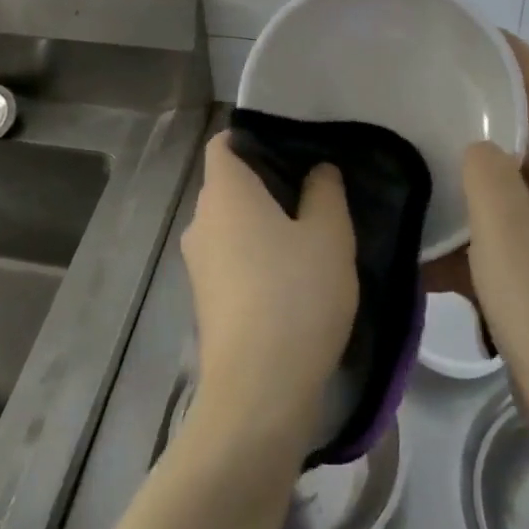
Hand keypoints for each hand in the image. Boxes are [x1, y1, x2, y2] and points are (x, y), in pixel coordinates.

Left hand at [181, 133, 357, 452]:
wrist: (259, 391)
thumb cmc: (296, 295)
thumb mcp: (330, 235)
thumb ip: (325, 191)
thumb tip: (317, 171)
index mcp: (225, 192)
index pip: (225, 143)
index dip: (255, 136)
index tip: (296, 146)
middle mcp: (202, 221)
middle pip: (229, 183)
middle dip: (268, 180)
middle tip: (317, 187)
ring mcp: (199, 264)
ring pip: (232, 223)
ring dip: (265, 221)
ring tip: (313, 229)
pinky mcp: (206, 300)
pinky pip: (232, 257)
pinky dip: (257, 253)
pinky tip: (294, 272)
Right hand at [462, 34, 528, 435]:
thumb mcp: (505, 227)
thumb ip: (488, 170)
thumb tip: (479, 148)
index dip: (519, 59)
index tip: (478, 36)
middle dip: (492, 105)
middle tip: (440, 89)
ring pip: (516, 177)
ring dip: (479, 163)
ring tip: (429, 146)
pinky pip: (507, 221)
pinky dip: (477, 216)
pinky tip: (437, 228)